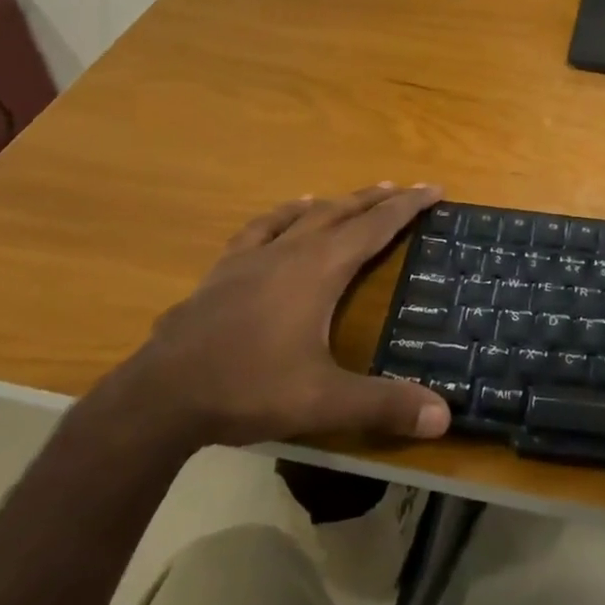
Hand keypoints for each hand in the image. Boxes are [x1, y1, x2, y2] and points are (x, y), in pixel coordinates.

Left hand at [118, 184, 452, 447]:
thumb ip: (384, 405)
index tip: (433, 188)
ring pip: (304, 216)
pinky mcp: (223, 271)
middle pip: (343, 212)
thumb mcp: (323, 402)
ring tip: (353, 196)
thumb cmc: (249, 388)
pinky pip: (260, 229)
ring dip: (335, 203)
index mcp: (320, 270)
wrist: (160, 396)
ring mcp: (252, 258)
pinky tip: (286, 214)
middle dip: (377, 199)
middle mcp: (291, 252)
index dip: (407, 207)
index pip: (375, 227)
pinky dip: (282, 215)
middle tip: (405, 188)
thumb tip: (444, 416)